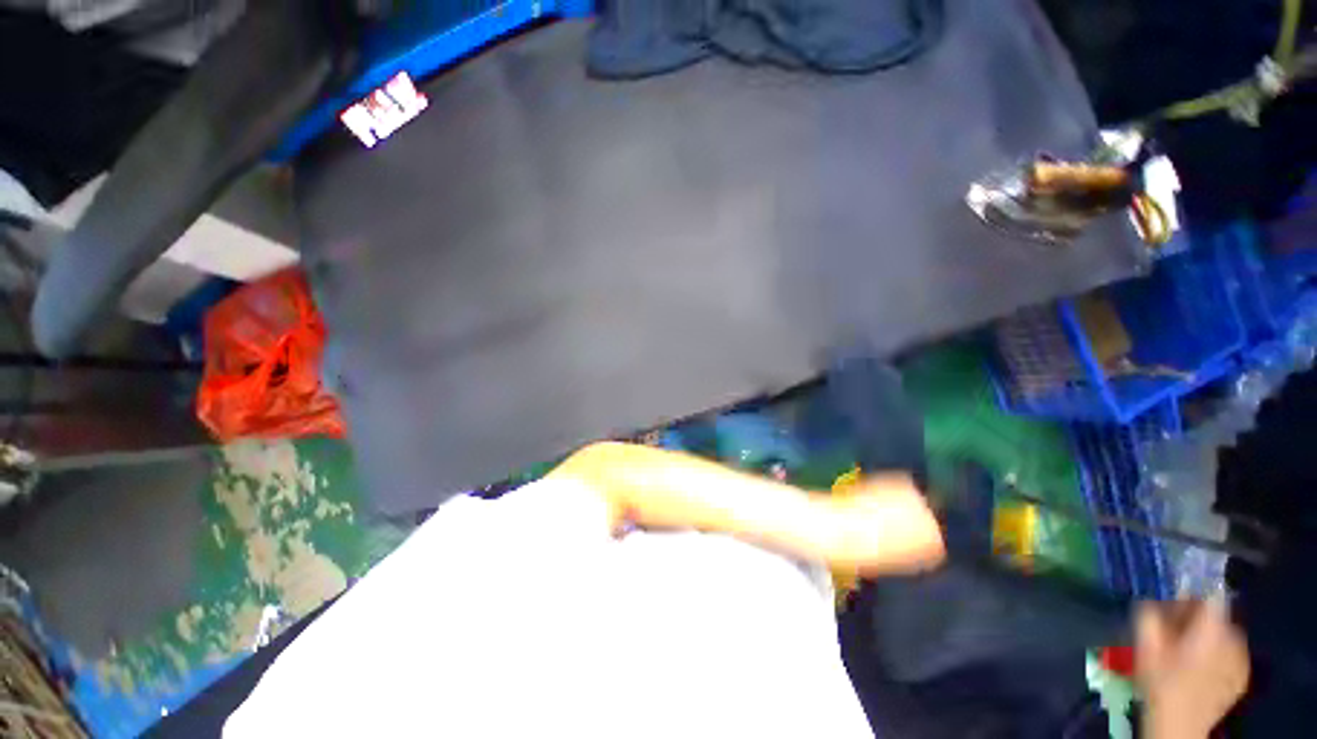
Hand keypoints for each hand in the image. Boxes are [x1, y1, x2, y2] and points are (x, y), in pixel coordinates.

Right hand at [1135, 599, 1249, 738]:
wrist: (1179, 726)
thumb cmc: (1161, 683)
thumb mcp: (1145, 647)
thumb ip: (1149, 615)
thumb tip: (1151, 596)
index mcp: (1213, 628)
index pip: (1211, 593)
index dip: (1193, 590)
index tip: (1174, 597)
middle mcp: (1234, 638)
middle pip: (1217, 616)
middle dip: (1195, 618)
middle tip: (1172, 629)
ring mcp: (1242, 660)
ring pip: (1224, 635)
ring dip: (1205, 635)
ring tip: (1183, 650)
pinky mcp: (1242, 676)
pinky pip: (1230, 654)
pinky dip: (1215, 654)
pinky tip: (1199, 667)